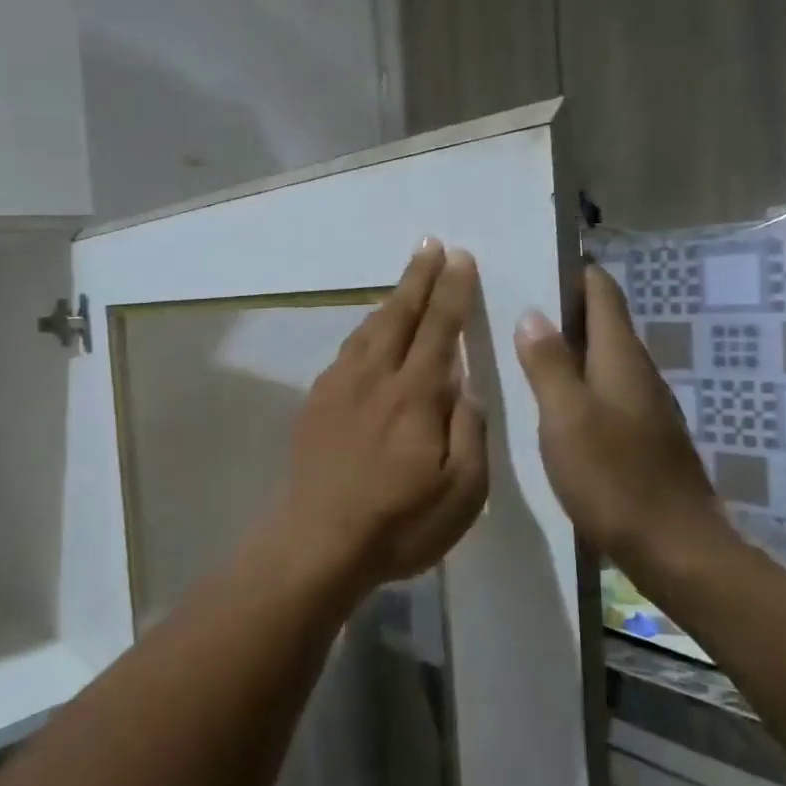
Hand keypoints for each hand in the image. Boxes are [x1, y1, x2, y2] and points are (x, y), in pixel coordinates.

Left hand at [265, 240, 488, 594]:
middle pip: (400, 315)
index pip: (440, 329)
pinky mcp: (316, 403)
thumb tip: (467, 387)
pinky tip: (368, 332)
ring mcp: (339, 388)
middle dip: (418, 278)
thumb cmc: (398, 524)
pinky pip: (346, 351)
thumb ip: (469, 432)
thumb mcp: (462, 492)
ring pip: (368, 329)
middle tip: (430, 244)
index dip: (452, 292)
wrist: (317, 541)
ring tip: (405, 280)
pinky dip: (364, 330)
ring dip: (390, 299)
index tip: (460, 258)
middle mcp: (375, 378)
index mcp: (415, 395)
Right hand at [514, 265, 726, 572]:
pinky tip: (545, 399)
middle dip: (561, 307)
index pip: (602, 292)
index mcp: (621, 359)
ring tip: (518, 345)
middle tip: (510, 301)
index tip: (534, 258)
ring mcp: (641, 407)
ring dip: (565, 346)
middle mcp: (637, 374)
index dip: (574, 271)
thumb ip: (548, 365)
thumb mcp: (567, 418)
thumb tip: (534, 314)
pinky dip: (573, 381)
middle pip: (602, 322)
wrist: (675, 547)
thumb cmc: (615, 478)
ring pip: (600, 359)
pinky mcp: (639, 436)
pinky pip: (601, 391)